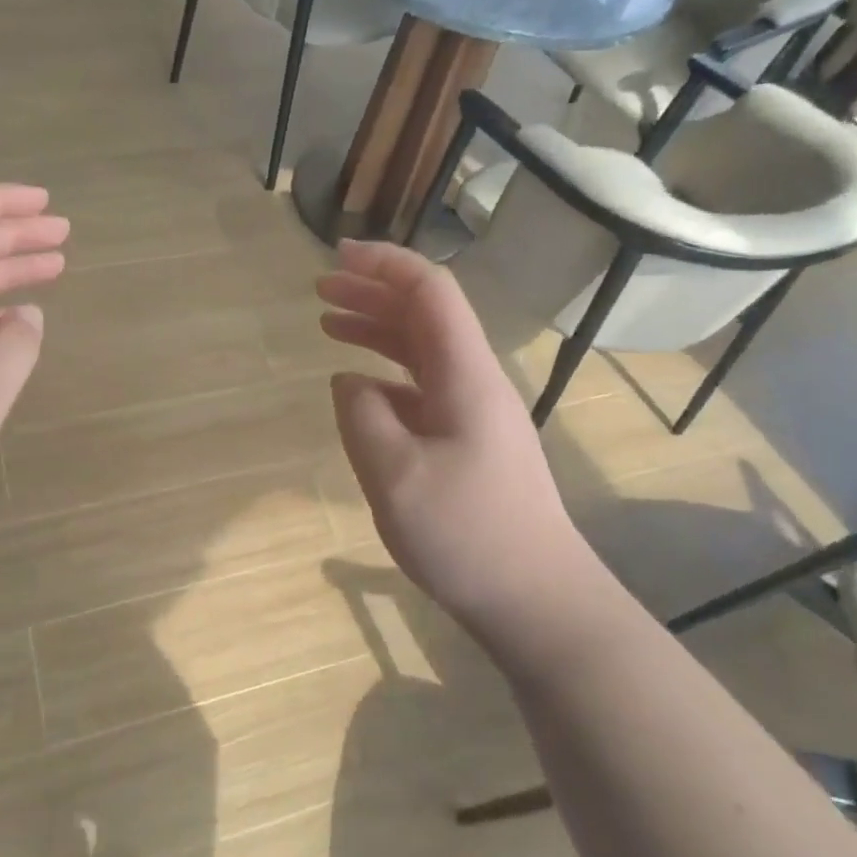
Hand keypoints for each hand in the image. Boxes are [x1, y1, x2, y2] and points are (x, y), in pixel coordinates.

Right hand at [318, 239, 582, 642]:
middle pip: (425, 315)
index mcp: (466, 374)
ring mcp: (475, 412)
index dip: (384, 264)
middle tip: (321, 288)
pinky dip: (385, 375)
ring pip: (423, 350)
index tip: (337, 257)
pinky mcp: (469, 441)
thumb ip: (362, 416)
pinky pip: (423, 388)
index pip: (430, 291)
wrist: (536, 598)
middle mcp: (474, 381)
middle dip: (372, 292)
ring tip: (328, 323)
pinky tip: (358, 388)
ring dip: (377, 330)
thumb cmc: (467, 534)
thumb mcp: (395, 475)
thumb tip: (348, 382)